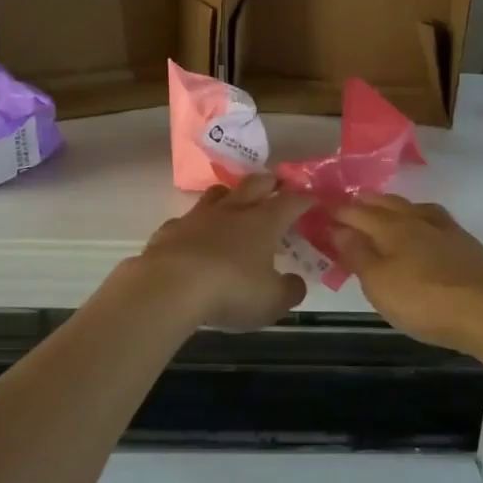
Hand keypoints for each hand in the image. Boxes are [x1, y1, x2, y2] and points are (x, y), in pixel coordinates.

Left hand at [132, 174, 309, 330]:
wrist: (170, 285)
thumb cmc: (231, 290)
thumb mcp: (272, 300)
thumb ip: (289, 290)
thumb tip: (296, 282)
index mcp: (264, 222)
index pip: (291, 202)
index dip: (304, 199)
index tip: (312, 199)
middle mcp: (233, 211)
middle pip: (255, 184)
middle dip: (269, 181)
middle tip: (277, 183)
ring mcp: (199, 216)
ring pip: (219, 193)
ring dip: (231, 194)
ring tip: (236, 200)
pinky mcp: (172, 228)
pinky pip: (188, 219)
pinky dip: (197, 224)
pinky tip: (195, 235)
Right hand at [331, 194, 482, 354]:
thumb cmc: (425, 301)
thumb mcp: (380, 284)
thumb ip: (357, 255)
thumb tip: (337, 229)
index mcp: (390, 228)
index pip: (356, 214)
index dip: (336, 211)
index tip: (319, 210)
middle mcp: (416, 220)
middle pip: (384, 204)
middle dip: (363, 202)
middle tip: (347, 203)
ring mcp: (444, 229)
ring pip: (411, 207)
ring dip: (391, 205)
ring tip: (381, 208)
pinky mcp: (465, 243)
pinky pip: (433, 219)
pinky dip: (419, 216)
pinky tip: (423, 227)